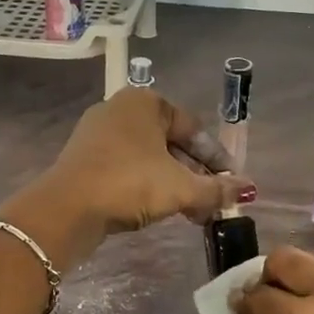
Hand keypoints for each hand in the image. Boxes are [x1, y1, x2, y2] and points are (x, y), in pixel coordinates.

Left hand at [0, 89, 255, 269]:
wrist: (66, 209)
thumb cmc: (129, 184)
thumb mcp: (181, 188)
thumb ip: (216, 189)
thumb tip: (247, 189)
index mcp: (145, 102)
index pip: (192, 127)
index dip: (216, 158)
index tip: (230, 183)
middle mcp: (120, 109)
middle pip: (170, 142)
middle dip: (195, 174)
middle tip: (212, 201)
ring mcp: (98, 133)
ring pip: (149, 157)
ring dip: (173, 183)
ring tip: (191, 211)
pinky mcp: (84, 158)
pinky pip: (126, 167)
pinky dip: (147, 185)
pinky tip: (158, 208)